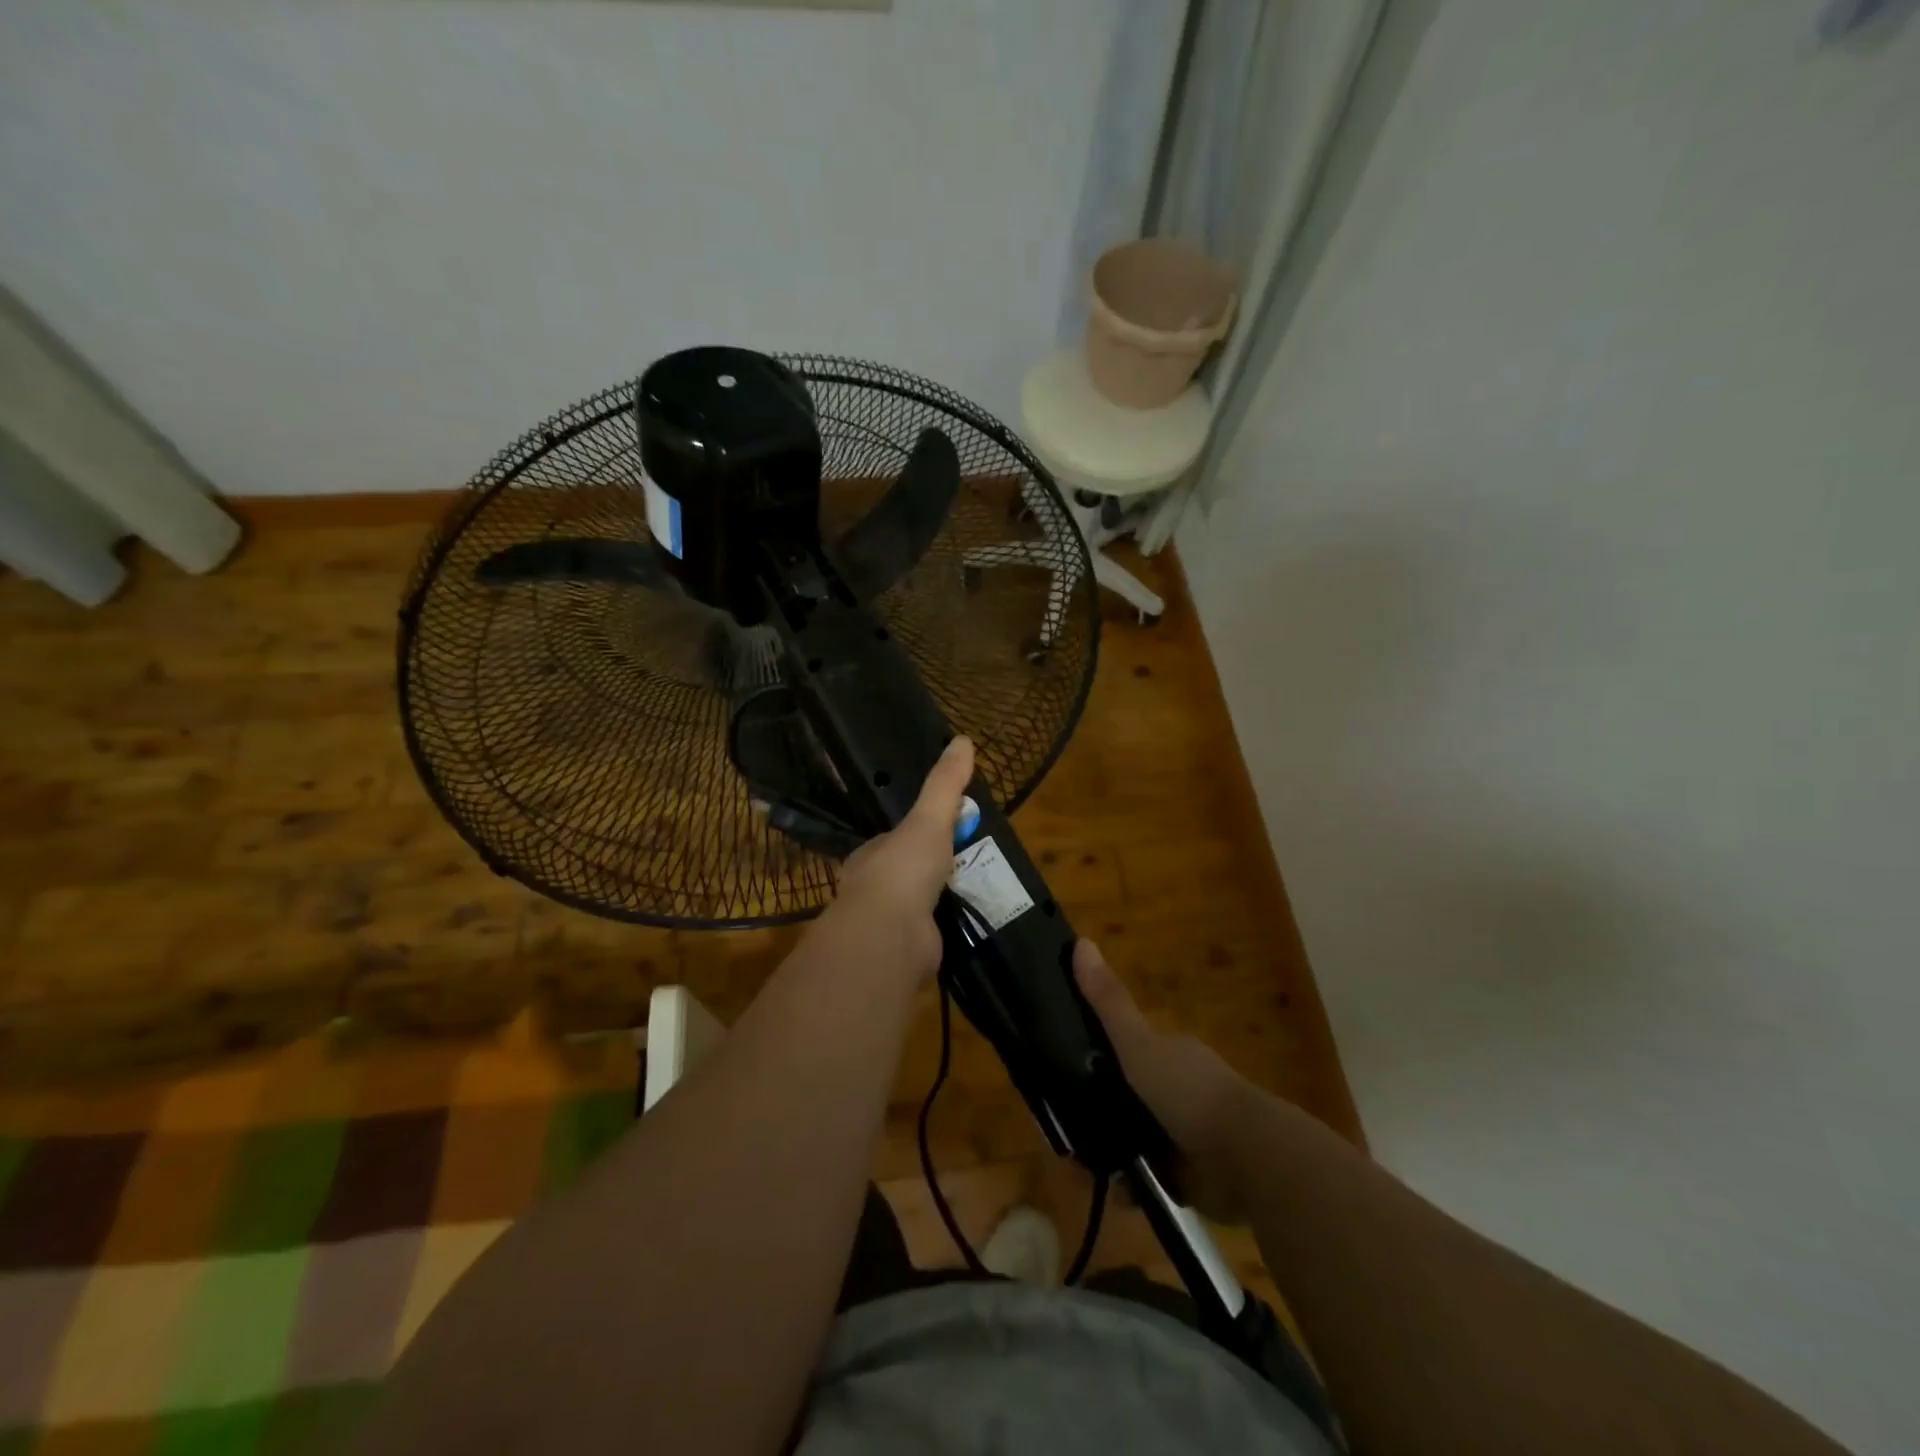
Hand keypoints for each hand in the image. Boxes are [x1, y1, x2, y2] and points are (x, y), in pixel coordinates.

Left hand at [817, 736, 974, 980]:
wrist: (891, 937)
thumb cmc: (903, 871)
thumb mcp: (929, 819)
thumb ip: (944, 784)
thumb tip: (963, 739)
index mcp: (871, 857)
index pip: (895, 840)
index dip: (920, 833)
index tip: (948, 830)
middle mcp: (873, 890)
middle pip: (907, 873)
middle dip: (934, 870)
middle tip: (971, 862)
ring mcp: (888, 925)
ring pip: (919, 906)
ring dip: (943, 900)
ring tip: (979, 892)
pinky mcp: (906, 953)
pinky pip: (932, 935)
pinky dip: (949, 929)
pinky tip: (971, 924)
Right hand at [1075, 938, 1257, 1217]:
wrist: (1248, 1160)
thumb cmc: (1189, 1093)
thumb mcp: (1139, 1044)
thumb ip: (1108, 1002)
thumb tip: (1079, 942)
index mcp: (1168, 1053)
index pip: (1122, 1047)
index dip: (1091, 1056)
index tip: (1058, 1073)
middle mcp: (1177, 1088)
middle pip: (1125, 1095)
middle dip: (1096, 1113)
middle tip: (1065, 1131)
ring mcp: (1186, 1132)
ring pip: (1134, 1137)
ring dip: (1110, 1152)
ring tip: (1082, 1168)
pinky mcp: (1192, 1175)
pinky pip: (1151, 1177)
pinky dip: (1133, 1186)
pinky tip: (1117, 1192)